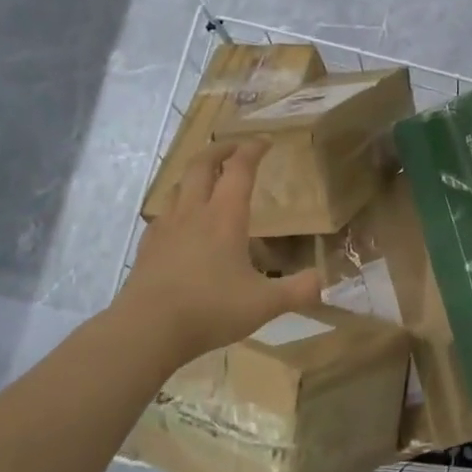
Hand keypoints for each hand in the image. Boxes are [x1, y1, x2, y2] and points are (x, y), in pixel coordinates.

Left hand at [110, 141, 323, 366]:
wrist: (146, 330)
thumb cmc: (210, 309)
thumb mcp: (265, 304)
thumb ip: (299, 290)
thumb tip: (325, 280)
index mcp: (224, 217)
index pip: (240, 169)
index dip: (253, 150)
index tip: (265, 141)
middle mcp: (194, 212)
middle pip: (202, 165)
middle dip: (220, 150)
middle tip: (234, 148)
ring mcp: (166, 228)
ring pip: (178, 186)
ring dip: (195, 174)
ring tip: (208, 180)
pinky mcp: (148, 247)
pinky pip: (164, 214)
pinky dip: (178, 205)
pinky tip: (182, 223)